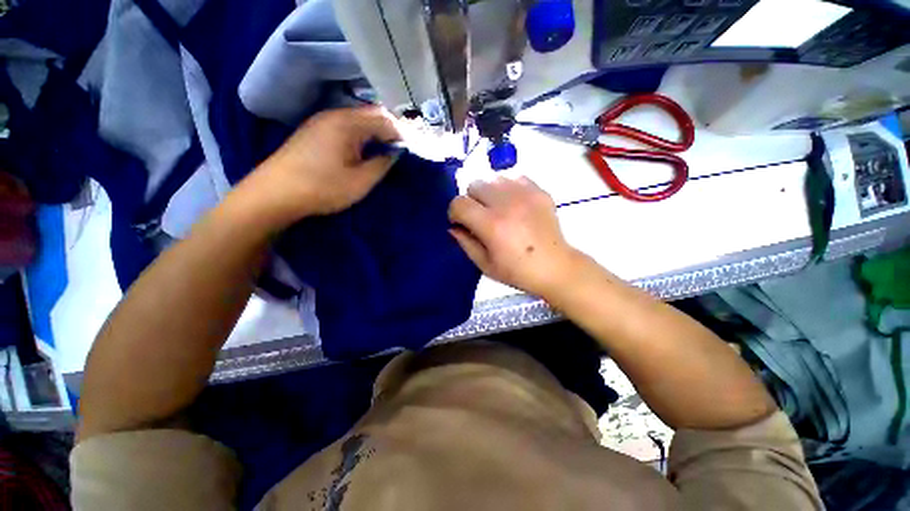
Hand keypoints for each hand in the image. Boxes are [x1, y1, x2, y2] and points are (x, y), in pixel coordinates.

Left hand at [239, 106, 401, 225]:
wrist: (274, 194)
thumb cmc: (322, 187)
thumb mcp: (360, 181)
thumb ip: (382, 164)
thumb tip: (395, 153)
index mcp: (347, 123)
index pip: (384, 120)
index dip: (401, 133)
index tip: (412, 148)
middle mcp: (333, 115)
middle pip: (370, 115)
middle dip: (389, 130)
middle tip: (402, 148)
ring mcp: (320, 122)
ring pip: (357, 120)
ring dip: (374, 132)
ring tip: (386, 149)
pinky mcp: (313, 132)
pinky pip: (344, 126)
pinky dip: (360, 135)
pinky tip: (363, 149)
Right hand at [448, 176, 579, 297]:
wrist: (555, 267)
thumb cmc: (518, 272)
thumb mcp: (485, 265)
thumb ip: (465, 243)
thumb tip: (453, 227)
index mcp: (492, 224)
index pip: (459, 203)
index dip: (454, 213)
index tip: (461, 223)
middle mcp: (507, 203)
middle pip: (474, 185)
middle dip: (471, 201)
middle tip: (480, 217)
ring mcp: (525, 194)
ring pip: (493, 179)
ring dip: (489, 193)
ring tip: (498, 210)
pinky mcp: (539, 191)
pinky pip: (514, 178)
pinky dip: (508, 189)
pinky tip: (514, 205)